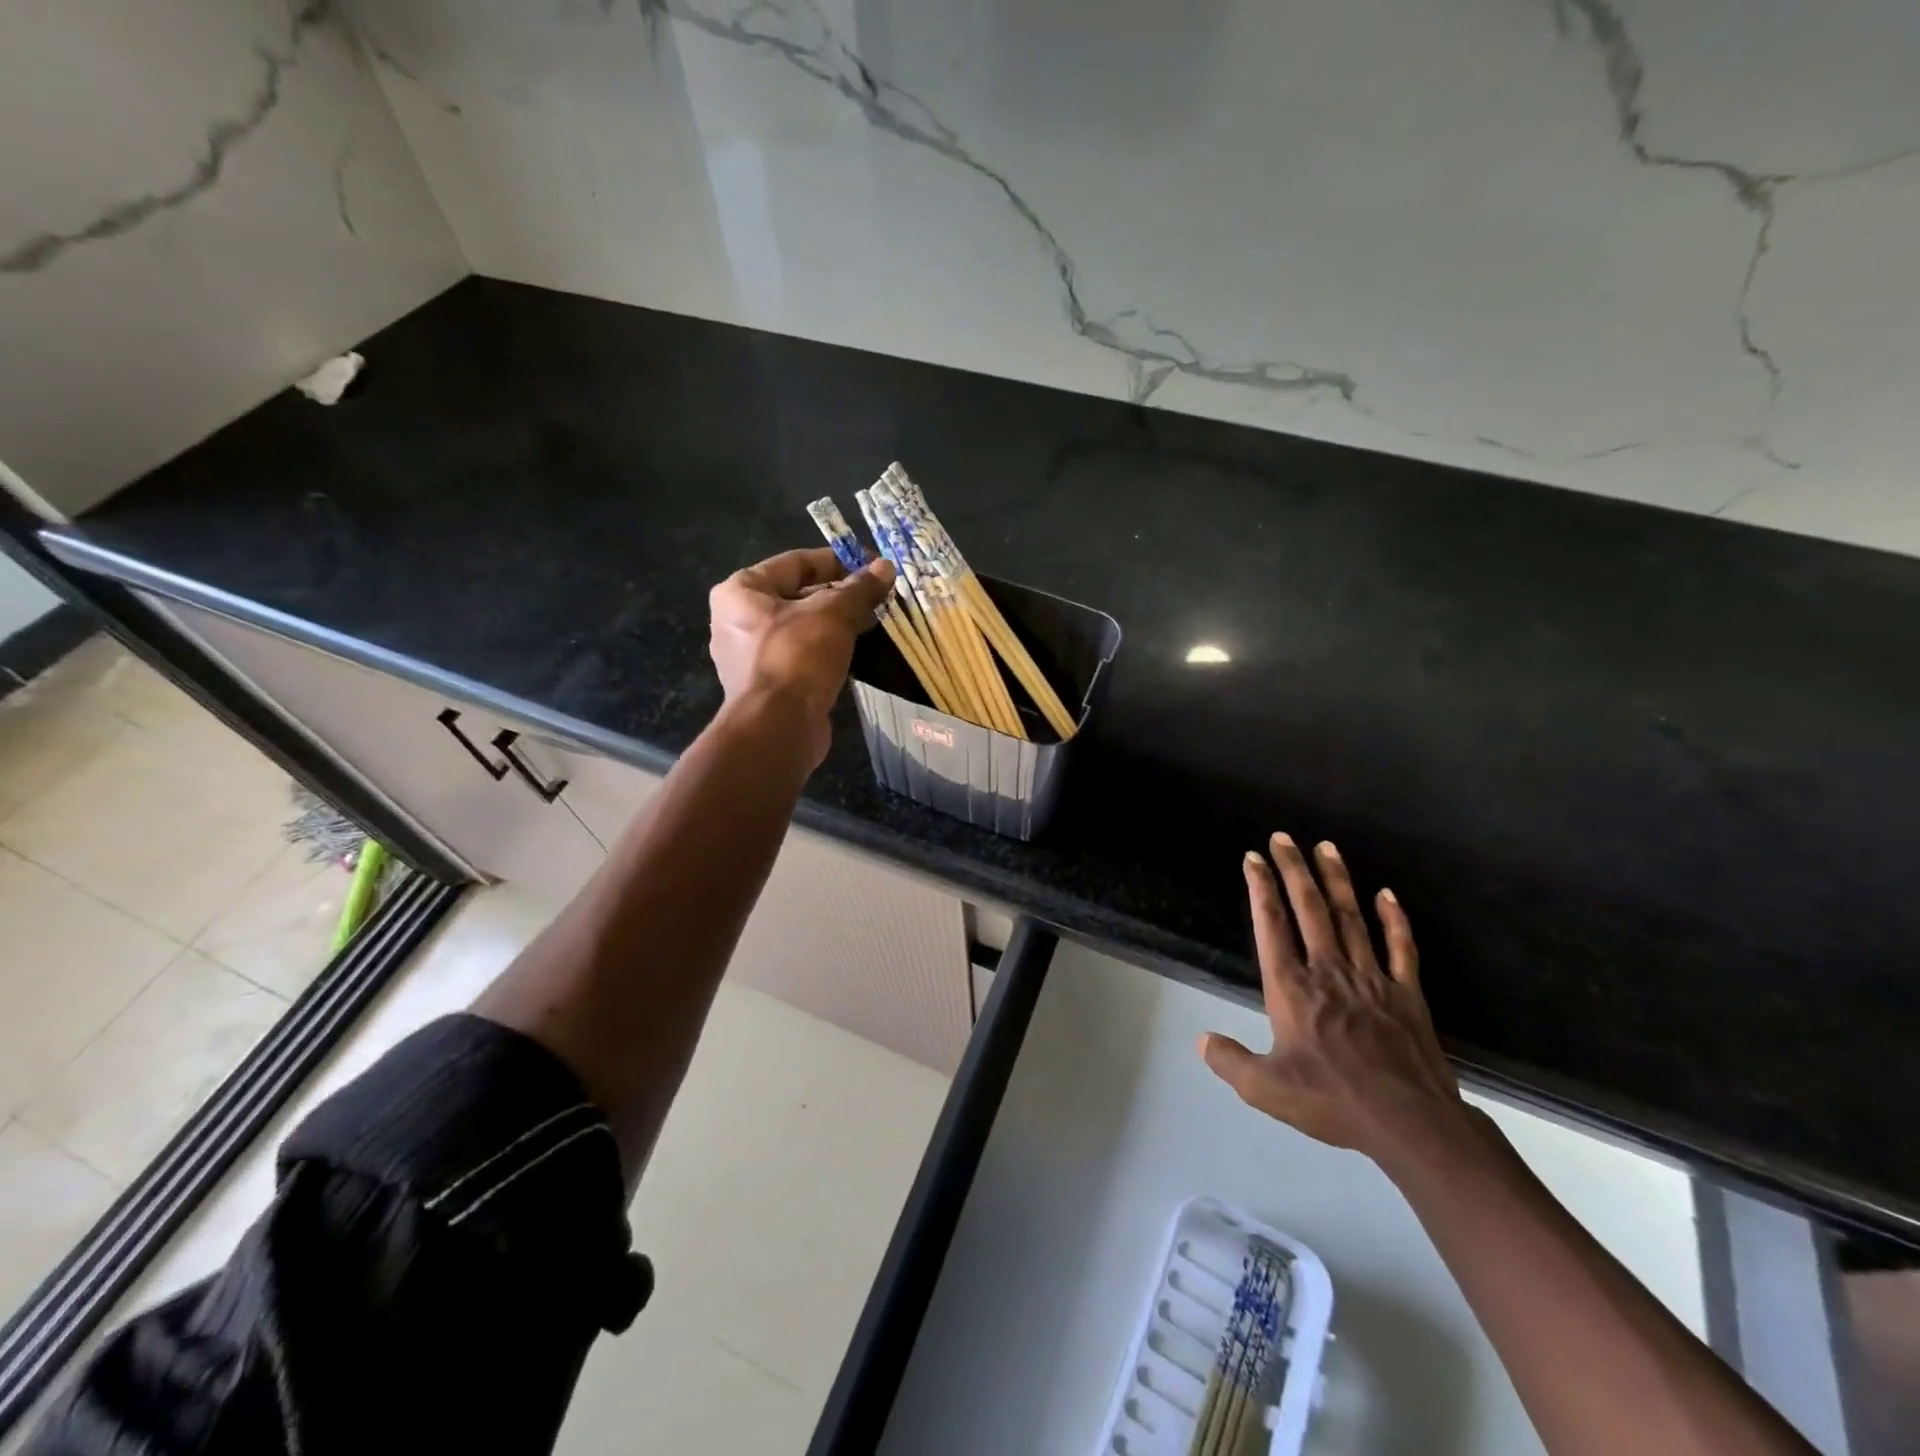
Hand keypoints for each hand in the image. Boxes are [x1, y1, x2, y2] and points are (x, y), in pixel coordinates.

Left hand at [708, 547, 895, 766]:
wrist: (778, 726)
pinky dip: (826, 650)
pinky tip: (856, 652)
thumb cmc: (798, 656)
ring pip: (801, 628)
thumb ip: (859, 588)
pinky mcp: (767, 685)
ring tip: (873, 622)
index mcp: (741, 591)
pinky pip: (800, 656)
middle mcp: (737, 620)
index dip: (837, 561)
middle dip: (839, 594)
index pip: (796, 563)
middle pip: (797, 595)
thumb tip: (886, 567)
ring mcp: (749, 656)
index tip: (871, 566)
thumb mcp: (834, 614)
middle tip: (877, 596)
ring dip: (836, 624)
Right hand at [1199, 833, 1474, 1173]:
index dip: (1260, 888)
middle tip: (1283, 837)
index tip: (1253, 858)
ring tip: (1326, 847)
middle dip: (1293, 869)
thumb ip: (1230, 1060)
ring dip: (1337, 880)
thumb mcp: (1266, 1090)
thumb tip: (1201, 1040)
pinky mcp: (1406, 993)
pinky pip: (1401, 947)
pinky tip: (1387, 895)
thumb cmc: (1333, 1101)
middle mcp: (1328, 971)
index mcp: (1292, 988)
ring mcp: (1371, 978)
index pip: (1271, 925)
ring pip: (1351, 917)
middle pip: (1309, 908)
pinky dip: (1394, 919)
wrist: (1411, 1124)